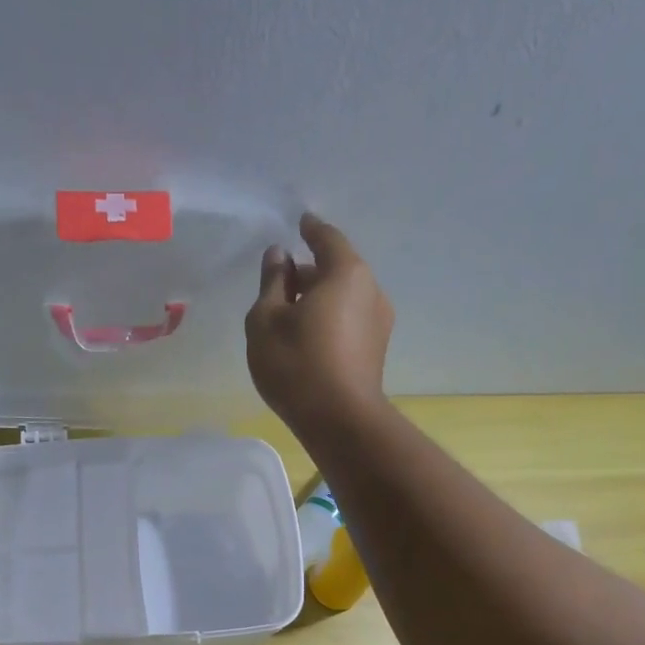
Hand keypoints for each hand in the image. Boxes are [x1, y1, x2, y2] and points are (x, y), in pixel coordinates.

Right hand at [246, 214, 393, 436]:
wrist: (340, 421)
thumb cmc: (297, 364)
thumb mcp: (266, 320)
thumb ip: (272, 283)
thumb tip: (280, 256)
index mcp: (346, 273)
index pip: (327, 238)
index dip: (311, 230)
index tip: (300, 223)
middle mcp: (370, 290)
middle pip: (337, 269)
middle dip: (310, 272)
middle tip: (281, 282)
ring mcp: (378, 323)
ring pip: (344, 298)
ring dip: (319, 299)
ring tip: (290, 314)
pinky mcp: (375, 351)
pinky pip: (349, 321)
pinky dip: (329, 319)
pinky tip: (307, 338)